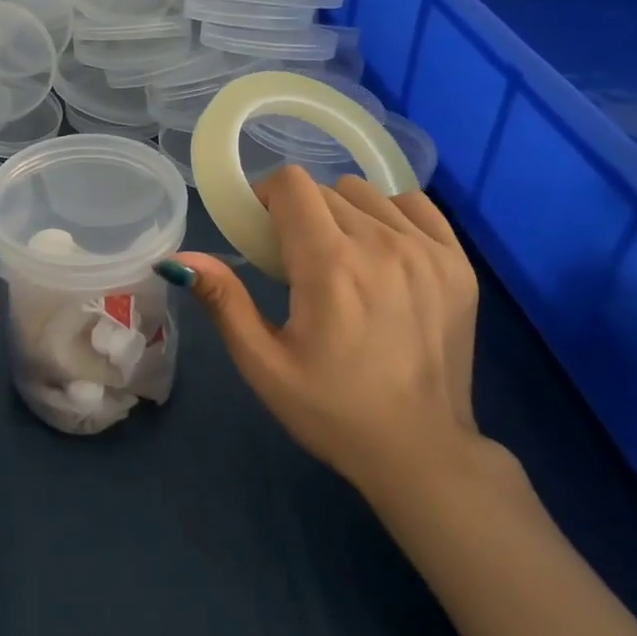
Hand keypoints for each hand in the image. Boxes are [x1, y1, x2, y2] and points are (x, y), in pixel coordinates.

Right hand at [172, 167, 483, 503]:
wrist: (420, 451)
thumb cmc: (331, 410)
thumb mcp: (263, 363)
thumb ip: (224, 301)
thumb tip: (178, 258)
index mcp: (330, 265)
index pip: (291, 184)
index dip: (266, 198)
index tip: (261, 233)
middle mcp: (383, 244)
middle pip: (325, 189)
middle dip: (299, 214)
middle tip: (295, 262)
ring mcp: (428, 251)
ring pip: (368, 194)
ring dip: (342, 214)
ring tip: (340, 260)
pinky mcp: (458, 264)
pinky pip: (415, 206)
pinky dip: (389, 217)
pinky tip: (382, 255)